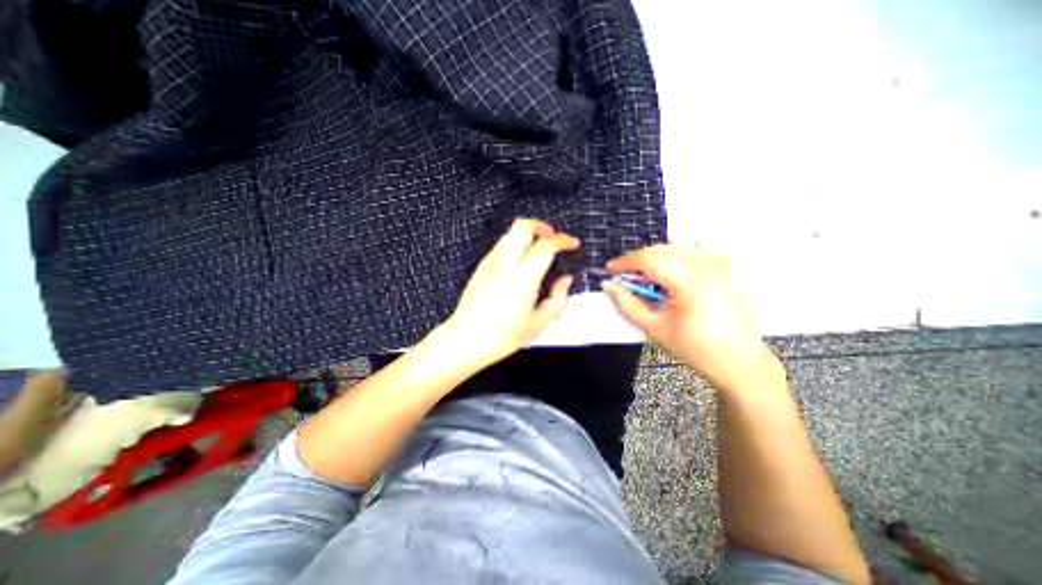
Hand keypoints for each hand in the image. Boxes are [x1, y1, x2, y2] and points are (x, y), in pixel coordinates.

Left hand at [444, 216, 581, 366]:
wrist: (466, 340)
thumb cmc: (501, 336)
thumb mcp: (538, 323)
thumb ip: (558, 299)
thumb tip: (565, 282)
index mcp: (522, 279)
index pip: (545, 245)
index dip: (562, 240)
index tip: (571, 244)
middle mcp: (504, 264)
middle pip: (523, 226)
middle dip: (542, 227)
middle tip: (553, 240)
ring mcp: (490, 263)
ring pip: (511, 233)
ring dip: (528, 236)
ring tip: (539, 252)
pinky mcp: (481, 267)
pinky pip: (501, 246)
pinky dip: (516, 246)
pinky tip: (521, 264)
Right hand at [598, 243, 776, 391]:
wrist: (737, 360)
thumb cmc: (694, 348)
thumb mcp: (654, 328)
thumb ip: (628, 304)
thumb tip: (610, 285)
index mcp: (689, 282)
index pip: (649, 259)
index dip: (625, 262)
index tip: (610, 270)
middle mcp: (705, 266)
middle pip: (661, 250)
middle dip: (638, 260)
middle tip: (625, 277)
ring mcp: (718, 264)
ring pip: (676, 247)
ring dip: (655, 257)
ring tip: (646, 277)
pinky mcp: (724, 267)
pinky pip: (696, 248)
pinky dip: (678, 252)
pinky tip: (673, 265)